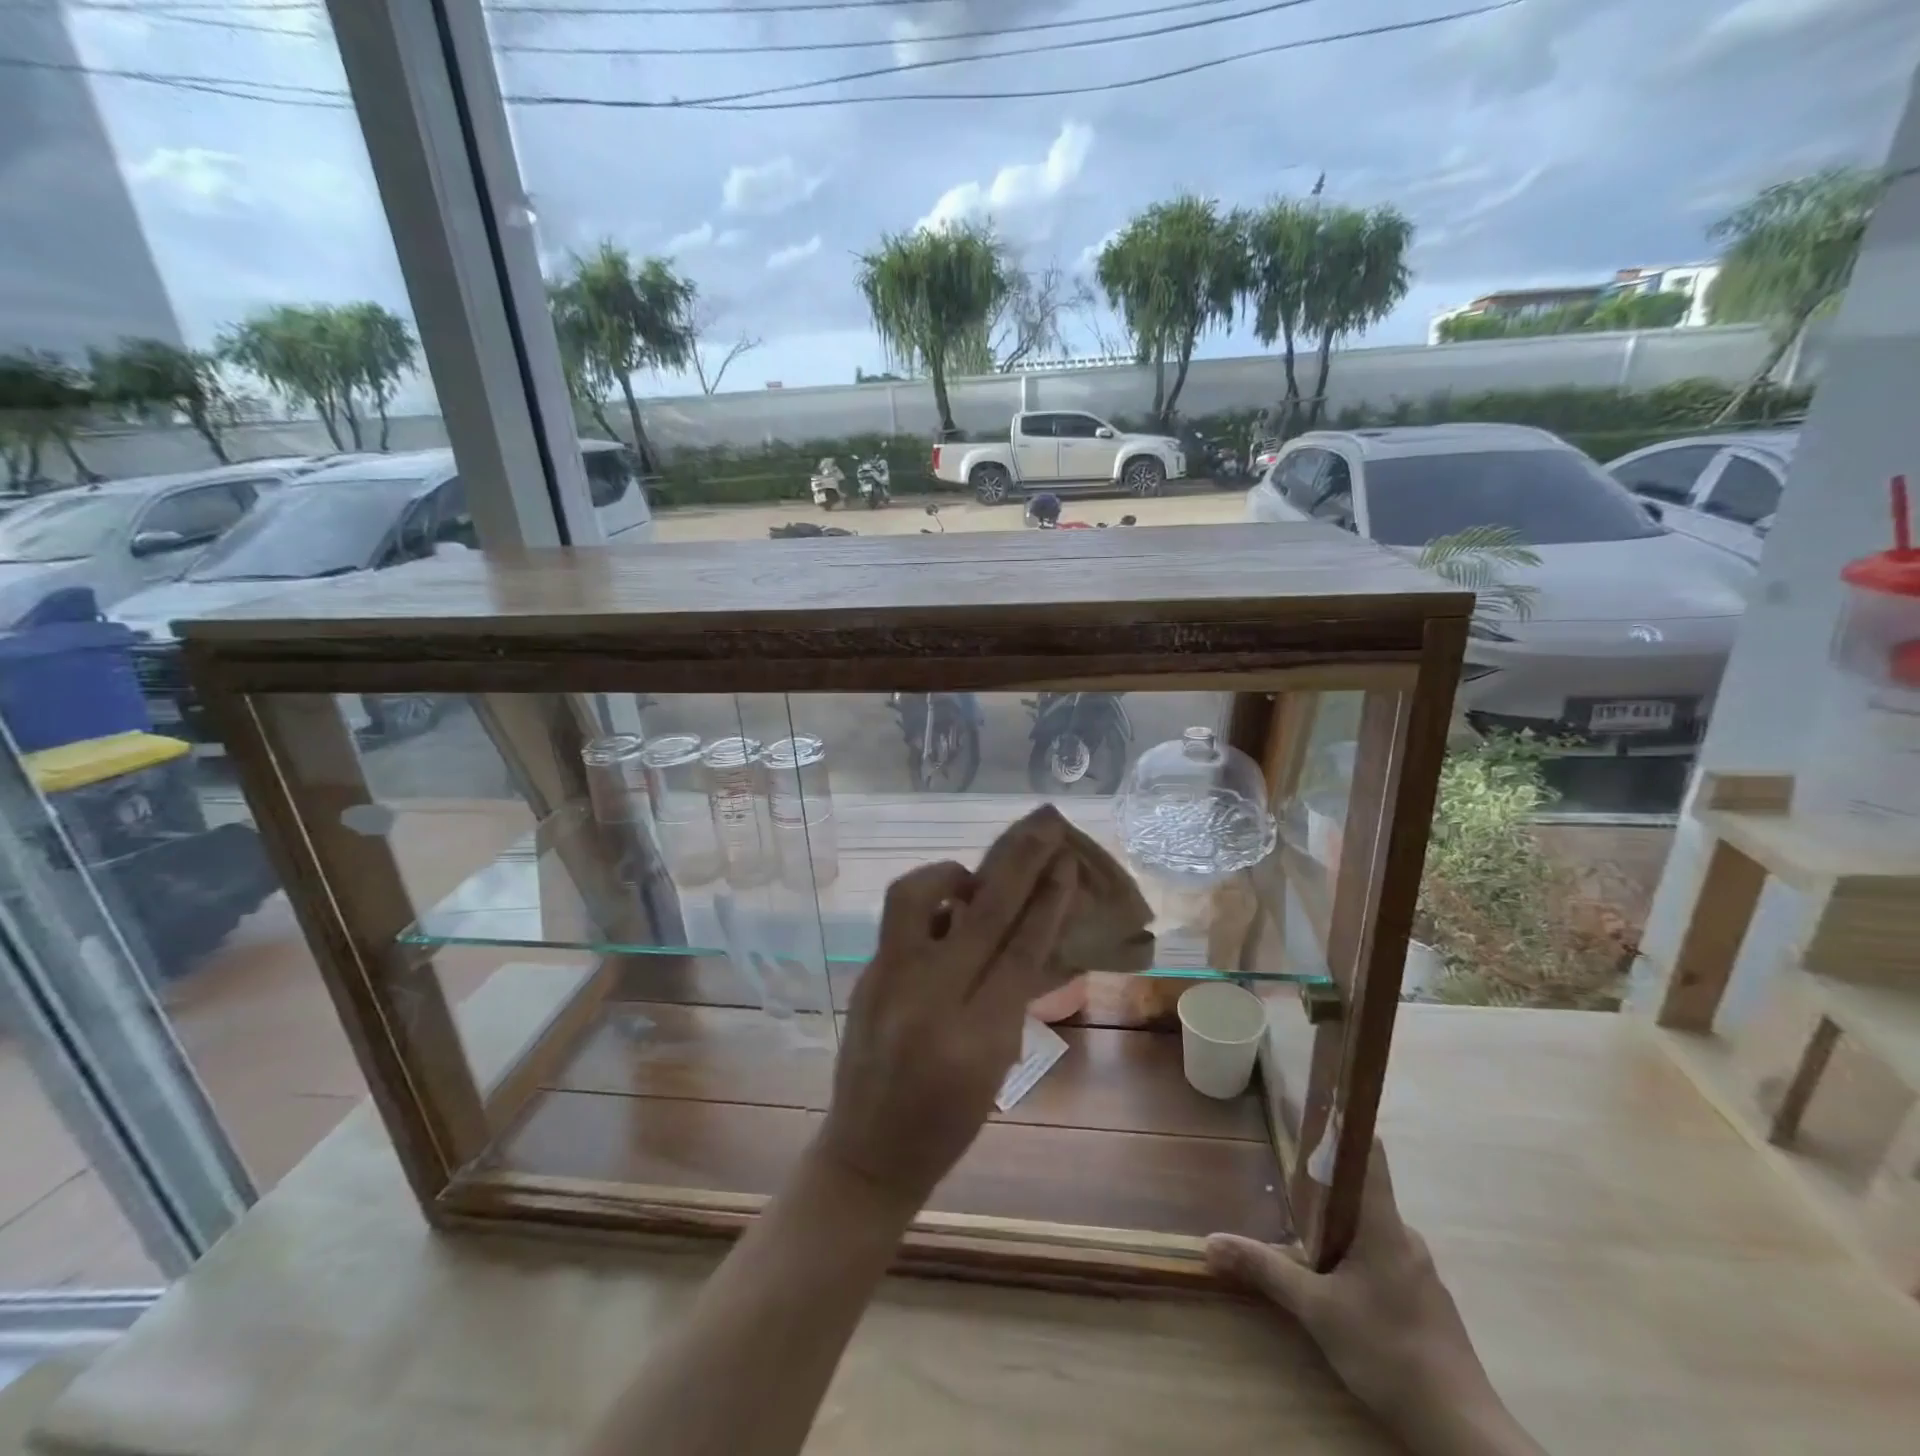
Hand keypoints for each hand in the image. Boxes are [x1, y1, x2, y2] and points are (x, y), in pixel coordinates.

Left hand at [814, 806, 1079, 1211]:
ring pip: (916, 896)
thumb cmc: (948, 1122)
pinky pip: (899, 920)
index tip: (1065, 863)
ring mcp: (887, 982)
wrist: (868, 1152)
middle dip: (1019, 862)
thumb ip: (1011, 997)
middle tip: (1042, 825)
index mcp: (976, 1037)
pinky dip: (929, 905)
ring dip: (952, 874)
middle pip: (981, 913)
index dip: (1047, 902)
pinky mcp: (864, 975)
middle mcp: (928, 1000)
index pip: (1021, 952)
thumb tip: (1025, 931)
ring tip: (972, 882)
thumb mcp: (996, 1066)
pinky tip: (945, 915)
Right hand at [1206, 1145, 1540, 1455]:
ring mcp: (1420, 1272)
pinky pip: (1385, 1261)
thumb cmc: (1389, 1351)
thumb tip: (1210, 1241)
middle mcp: (1405, 1237)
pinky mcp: (1426, 1304)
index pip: (1369, 1154)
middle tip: (1286, 1183)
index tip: (1317, 1107)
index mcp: (1383, 1224)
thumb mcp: (1316, 1311)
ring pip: (1373, 1232)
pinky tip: (1338, 1287)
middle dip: (1326, 1187)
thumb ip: (1265, 1270)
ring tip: (1304, 1238)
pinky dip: (1358, 1260)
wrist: (1462, 1432)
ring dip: (1341, 1230)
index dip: (1345, 1126)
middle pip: (1364, 1194)